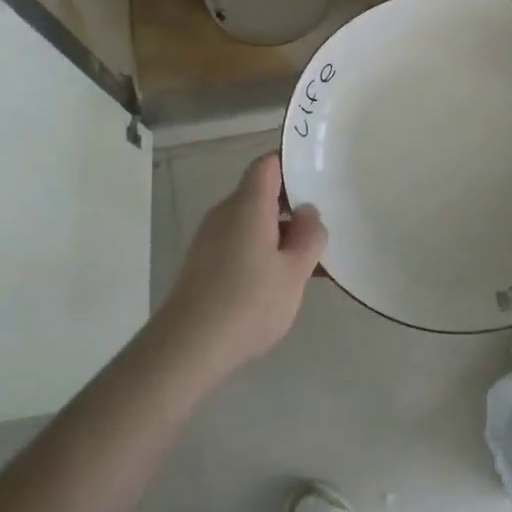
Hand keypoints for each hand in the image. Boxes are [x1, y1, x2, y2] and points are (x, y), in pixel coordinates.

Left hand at [153, 153, 327, 373]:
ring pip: (252, 223)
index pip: (268, 165)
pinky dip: (263, 252)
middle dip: (293, 206)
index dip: (292, 164)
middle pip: (260, 194)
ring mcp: (210, 239)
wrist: (188, 347)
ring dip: (280, 234)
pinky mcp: (204, 264)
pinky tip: (282, 282)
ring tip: (311, 262)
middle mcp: (224, 214)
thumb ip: (309, 237)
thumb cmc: (248, 302)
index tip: (319, 177)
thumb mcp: (294, 272)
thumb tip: (308, 212)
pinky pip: (240, 244)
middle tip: (324, 226)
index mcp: (247, 205)